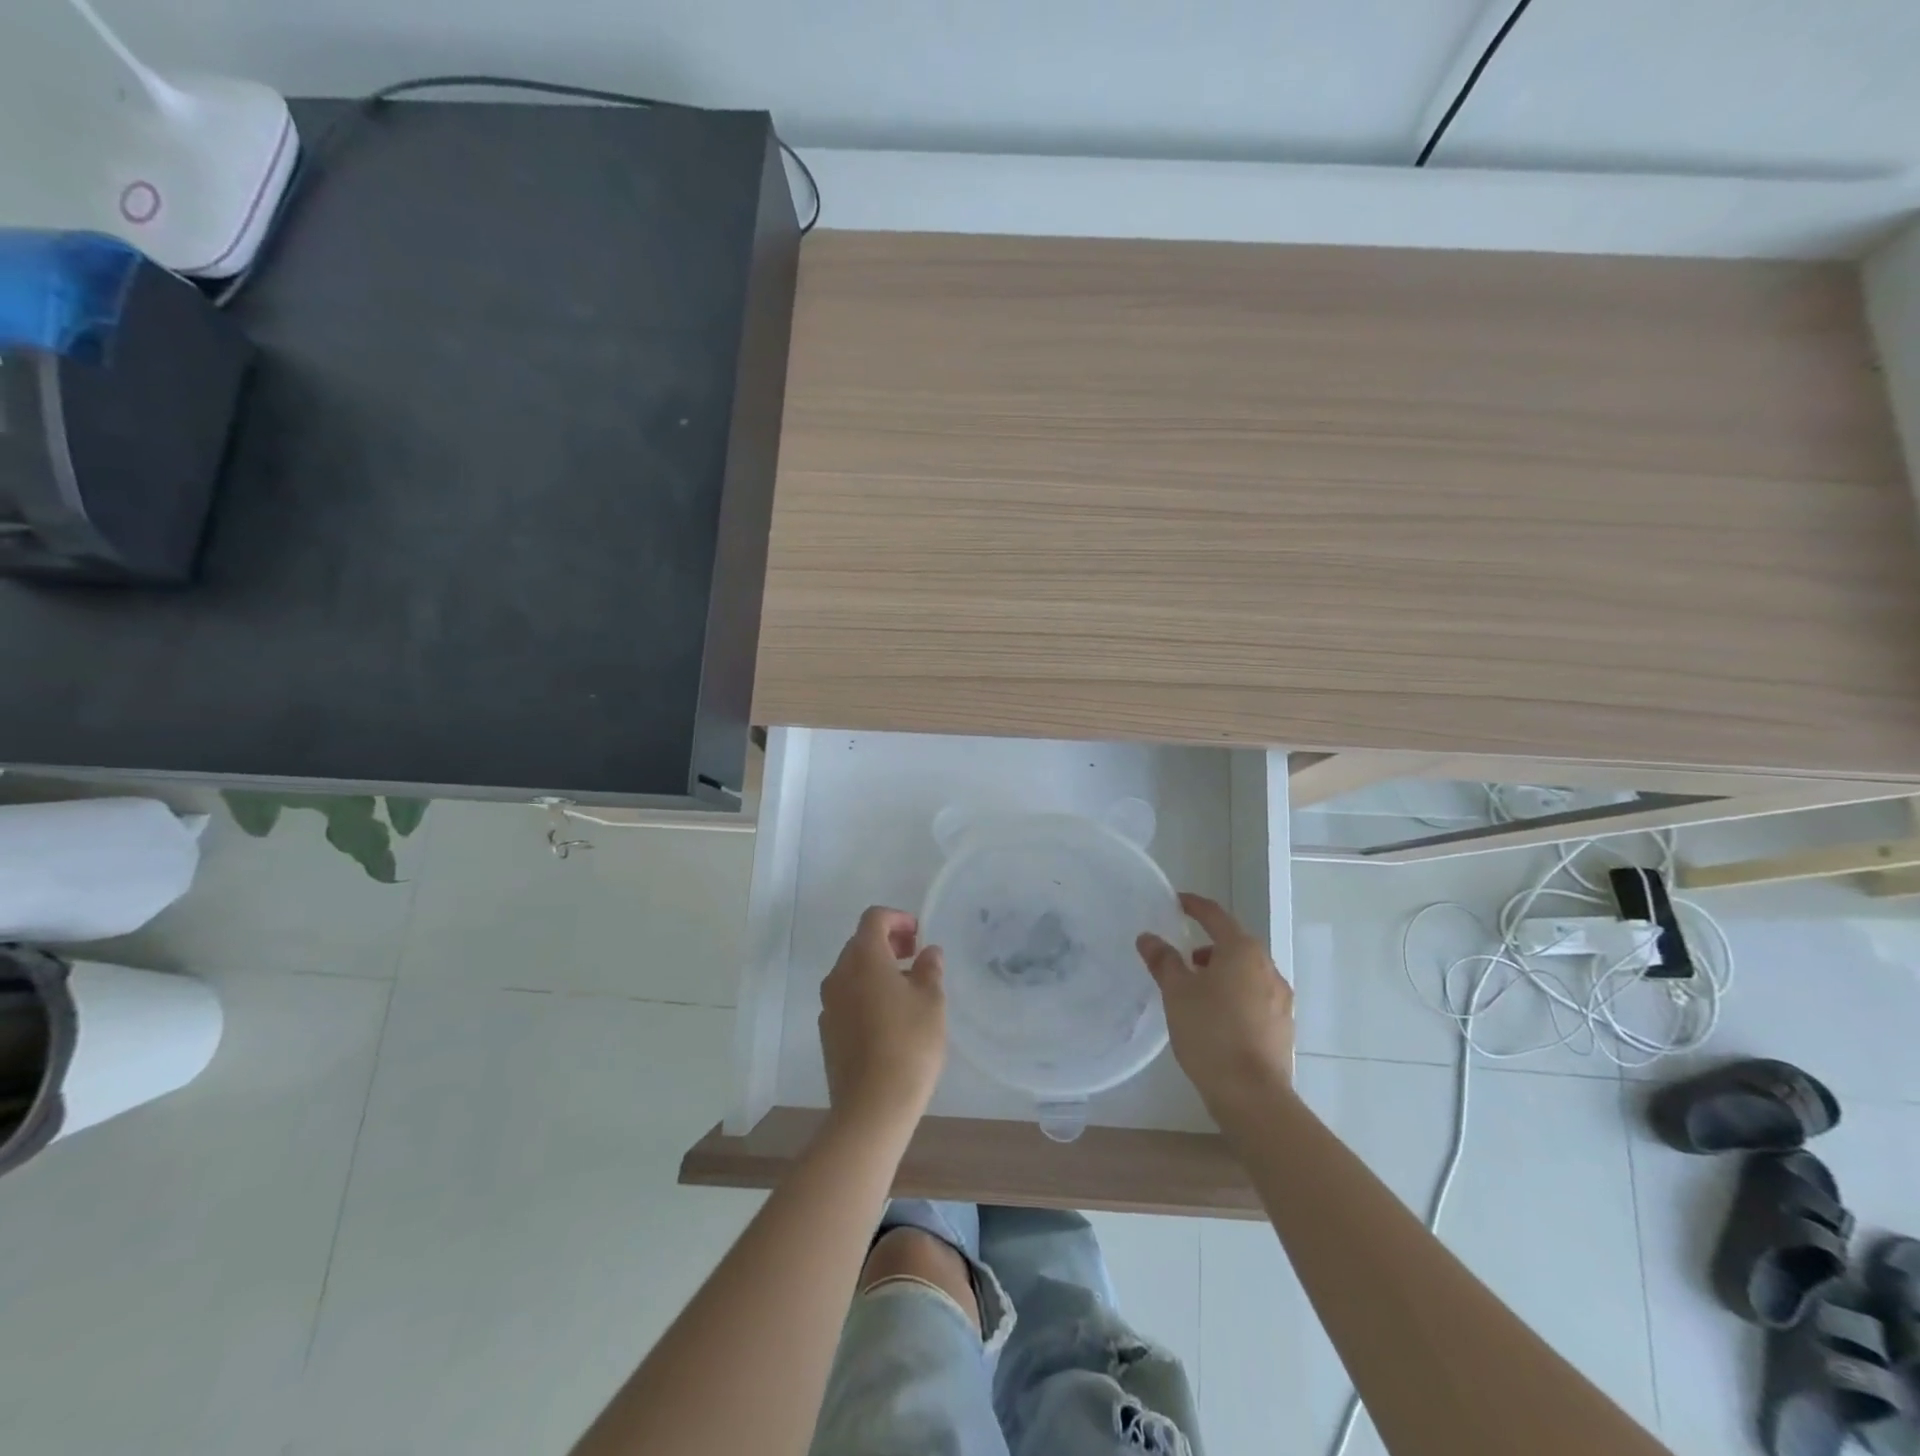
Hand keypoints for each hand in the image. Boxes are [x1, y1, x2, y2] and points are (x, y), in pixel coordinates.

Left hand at [819, 907, 946, 1136]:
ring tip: (907, 990)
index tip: (919, 934)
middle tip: (916, 958)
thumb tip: (928, 952)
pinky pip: (847, 998)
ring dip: (877, 970)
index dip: (897, 918)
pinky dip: (866, 994)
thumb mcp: (932, 1001)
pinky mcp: (828, 1032)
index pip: (874, 919)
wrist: (872, 1105)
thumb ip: (930, 969)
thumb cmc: (909, 1043)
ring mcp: (829, 1004)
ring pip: (852, 972)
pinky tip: (889, 1019)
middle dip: (888, 943)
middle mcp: (839, 974)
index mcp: (863, 958)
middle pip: (860, 944)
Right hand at [1138, 892, 1294, 1120]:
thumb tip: (1149, 938)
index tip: (1177, 902)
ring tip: (1196, 989)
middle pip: (1235, 944)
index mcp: (1242, 951)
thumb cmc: (1210, 1032)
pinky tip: (1217, 1016)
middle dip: (1209, 945)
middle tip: (1183, 956)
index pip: (1216, 916)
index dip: (1194, 906)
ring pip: (1247, 972)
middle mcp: (1267, 967)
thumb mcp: (1176, 992)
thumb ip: (1163, 960)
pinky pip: (1255, 996)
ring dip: (1222, 971)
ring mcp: (1280, 998)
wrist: (1252, 1095)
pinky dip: (1235, 994)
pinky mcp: (1283, 1025)